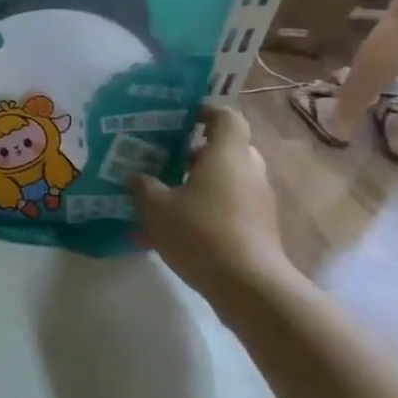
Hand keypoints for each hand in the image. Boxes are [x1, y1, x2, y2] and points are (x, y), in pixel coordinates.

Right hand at [130, 103, 290, 302]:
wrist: (249, 286)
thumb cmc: (200, 233)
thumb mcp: (155, 206)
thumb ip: (143, 185)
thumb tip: (138, 175)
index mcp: (226, 155)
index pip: (226, 117)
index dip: (206, 111)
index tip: (181, 117)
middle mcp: (248, 170)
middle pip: (229, 147)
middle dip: (199, 150)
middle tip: (167, 156)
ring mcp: (259, 199)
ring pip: (230, 176)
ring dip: (203, 178)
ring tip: (168, 190)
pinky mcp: (260, 225)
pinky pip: (233, 200)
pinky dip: (211, 202)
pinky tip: (182, 220)